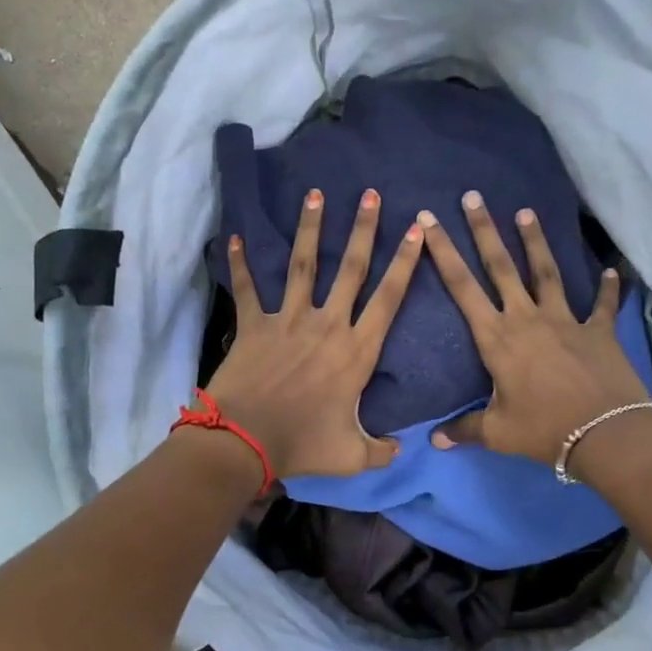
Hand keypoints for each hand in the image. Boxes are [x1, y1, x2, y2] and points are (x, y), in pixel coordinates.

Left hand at [202, 188, 424, 478]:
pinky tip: (235, 237)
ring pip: (303, 265)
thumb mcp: (352, 456)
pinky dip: (240, 264)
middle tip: (371, 194)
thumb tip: (401, 449)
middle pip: (351, 269)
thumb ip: (381, 449)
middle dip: (364, 229)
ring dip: (310, 228)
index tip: (416, 230)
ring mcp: (288, 321)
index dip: (405, 262)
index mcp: (356, 351)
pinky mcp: (254, 325)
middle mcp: (327, 325)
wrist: (244, 442)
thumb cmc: (301, 445)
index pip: (389, 298)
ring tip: (315, 194)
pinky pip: (248, 289)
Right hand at [419, 193, 651, 466]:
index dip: (442, 252)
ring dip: (535, 242)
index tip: (428, 220)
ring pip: (546, 272)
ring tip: (525, 212)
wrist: (606, 433)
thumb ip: (464, 429)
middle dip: (484, 230)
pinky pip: (602, 306)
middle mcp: (527, 318)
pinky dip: (607, 289)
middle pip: (501, 266)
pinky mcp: (598, 331)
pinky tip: (611, 271)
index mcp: (496, 338)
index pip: (461, 287)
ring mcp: (565, 321)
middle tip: (473, 197)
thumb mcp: (497, 433)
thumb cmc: (544, 430)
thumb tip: (433, 440)